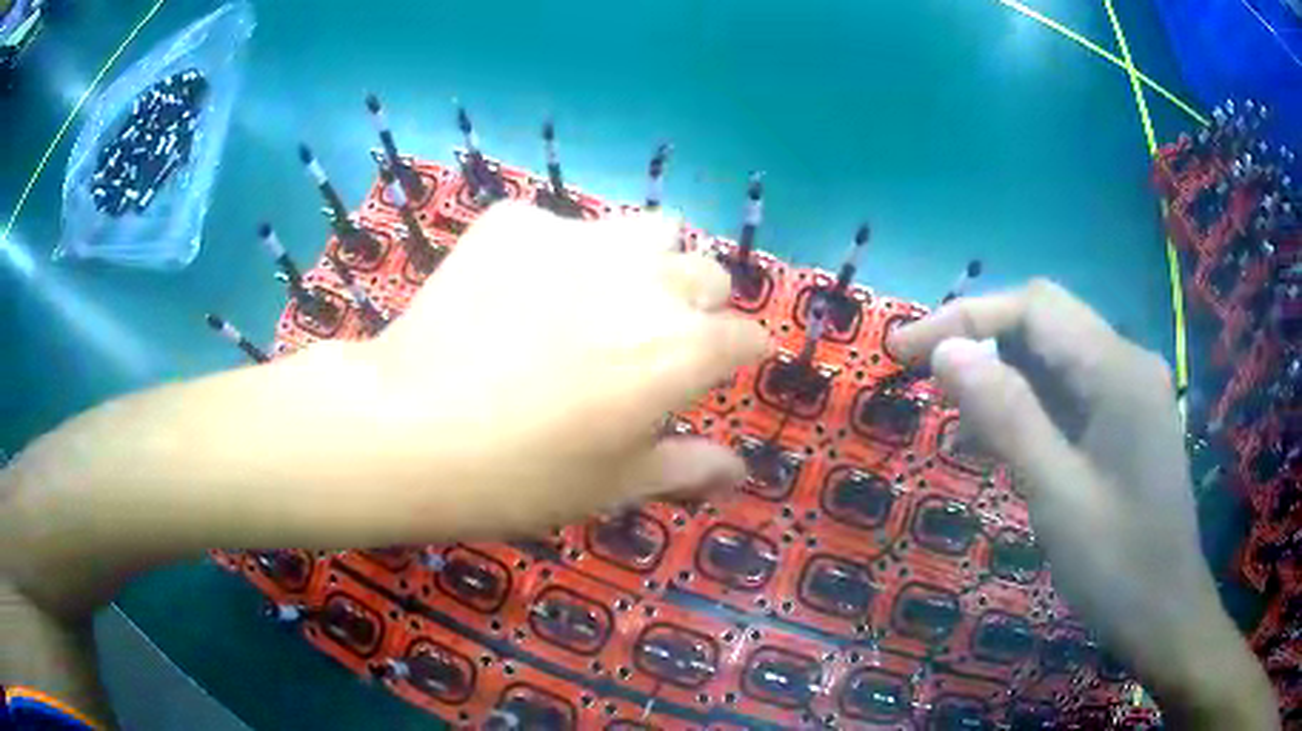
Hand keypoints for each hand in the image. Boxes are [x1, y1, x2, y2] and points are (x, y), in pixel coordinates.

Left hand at [335, 202, 768, 536]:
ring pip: (648, 228)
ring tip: (598, 295)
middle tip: (650, 337)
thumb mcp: (612, 485)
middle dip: (696, 303)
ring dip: (644, 259)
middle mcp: (647, 279)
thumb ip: (686, 469)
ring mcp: (579, 238)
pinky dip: (555, 254)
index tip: (720, 368)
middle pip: (706, 272)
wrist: (406, 429)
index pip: (745, 337)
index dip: (739, 355)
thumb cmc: (519, 476)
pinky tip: (514, 291)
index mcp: (681, 349)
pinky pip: (558, 226)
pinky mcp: (517, 221)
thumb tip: (739, 470)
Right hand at [888, 280, 1276, 728]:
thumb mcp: (1057, 496)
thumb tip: (947, 352)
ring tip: (952, 413)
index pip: (1033, 308)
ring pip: (1055, 357)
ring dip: (1002, 374)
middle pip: (1045, 323)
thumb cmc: (1118, 566)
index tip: (903, 351)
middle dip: (980, 339)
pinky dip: (1027, 405)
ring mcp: (1129, 392)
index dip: (964, 318)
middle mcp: (1126, 362)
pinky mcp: (1125, 421)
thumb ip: (1007, 416)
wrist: (1166, 615)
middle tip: (921, 375)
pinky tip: (996, 440)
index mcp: (1117, 370)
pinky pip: (1069, 393)